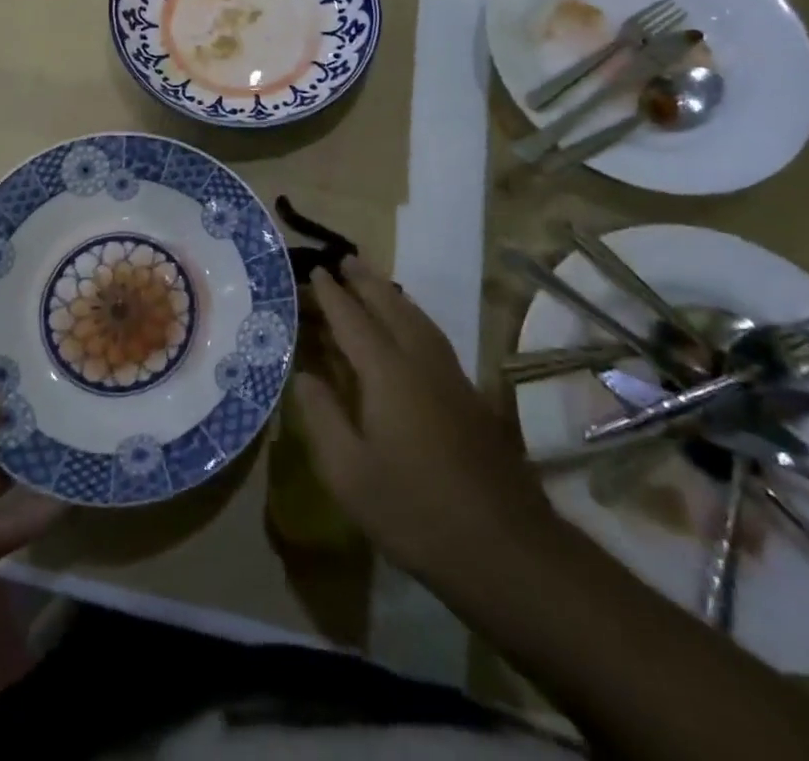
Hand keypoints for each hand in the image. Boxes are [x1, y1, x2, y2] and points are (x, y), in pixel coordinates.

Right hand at [291, 260, 555, 588]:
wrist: (505, 548)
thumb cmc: (415, 511)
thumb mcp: (349, 473)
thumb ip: (322, 417)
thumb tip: (303, 375)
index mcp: (387, 373)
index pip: (353, 320)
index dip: (332, 295)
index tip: (317, 270)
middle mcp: (420, 362)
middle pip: (391, 307)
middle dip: (366, 282)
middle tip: (346, 259)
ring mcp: (451, 377)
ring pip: (418, 318)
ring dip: (392, 294)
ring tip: (374, 282)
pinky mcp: (470, 397)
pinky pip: (433, 336)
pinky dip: (413, 316)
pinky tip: (410, 329)